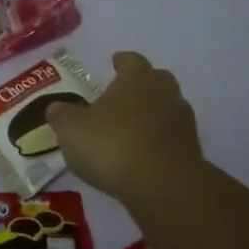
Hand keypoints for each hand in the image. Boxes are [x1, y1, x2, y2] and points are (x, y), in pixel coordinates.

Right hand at [45, 51, 208, 212]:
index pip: (131, 60)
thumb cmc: (113, 145)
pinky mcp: (191, 151)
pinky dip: (157, 141)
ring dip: (150, 115)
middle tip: (122, 95)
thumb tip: (56, 107)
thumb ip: (61, 115)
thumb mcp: (71, 129)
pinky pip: (170, 138)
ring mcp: (182, 123)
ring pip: (166, 109)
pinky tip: (140, 154)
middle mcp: (164, 93)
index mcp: (137, 78)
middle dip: (141, 85)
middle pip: (156, 80)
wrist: (164, 187)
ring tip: (128, 129)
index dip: (121, 61)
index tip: (114, 63)